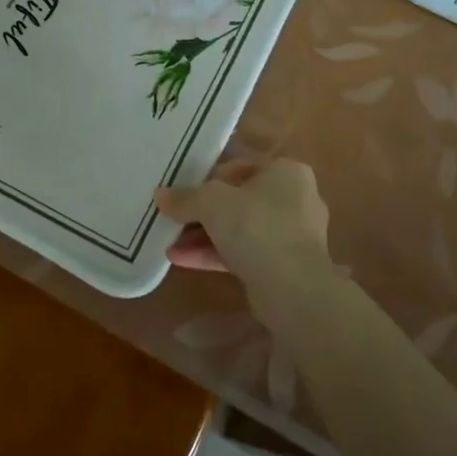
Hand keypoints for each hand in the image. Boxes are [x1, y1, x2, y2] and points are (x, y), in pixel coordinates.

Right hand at [154, 160, 333, 298]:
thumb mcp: (211, 203)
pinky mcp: (284, 266)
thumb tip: (161, 195)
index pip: (242, 167)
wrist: (293, 288)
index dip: (210, 178)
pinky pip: (244, 253)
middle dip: (203, 212)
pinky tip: (181, 259)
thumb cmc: (256, 226)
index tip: (185, 191)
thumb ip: (185, 198)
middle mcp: (295, 199)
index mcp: (287, 172)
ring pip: (240, 229)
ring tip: (170, 243)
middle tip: (175, 218)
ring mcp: (292, 236)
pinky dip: (215, 254)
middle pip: (239, 200)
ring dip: (204, 236)